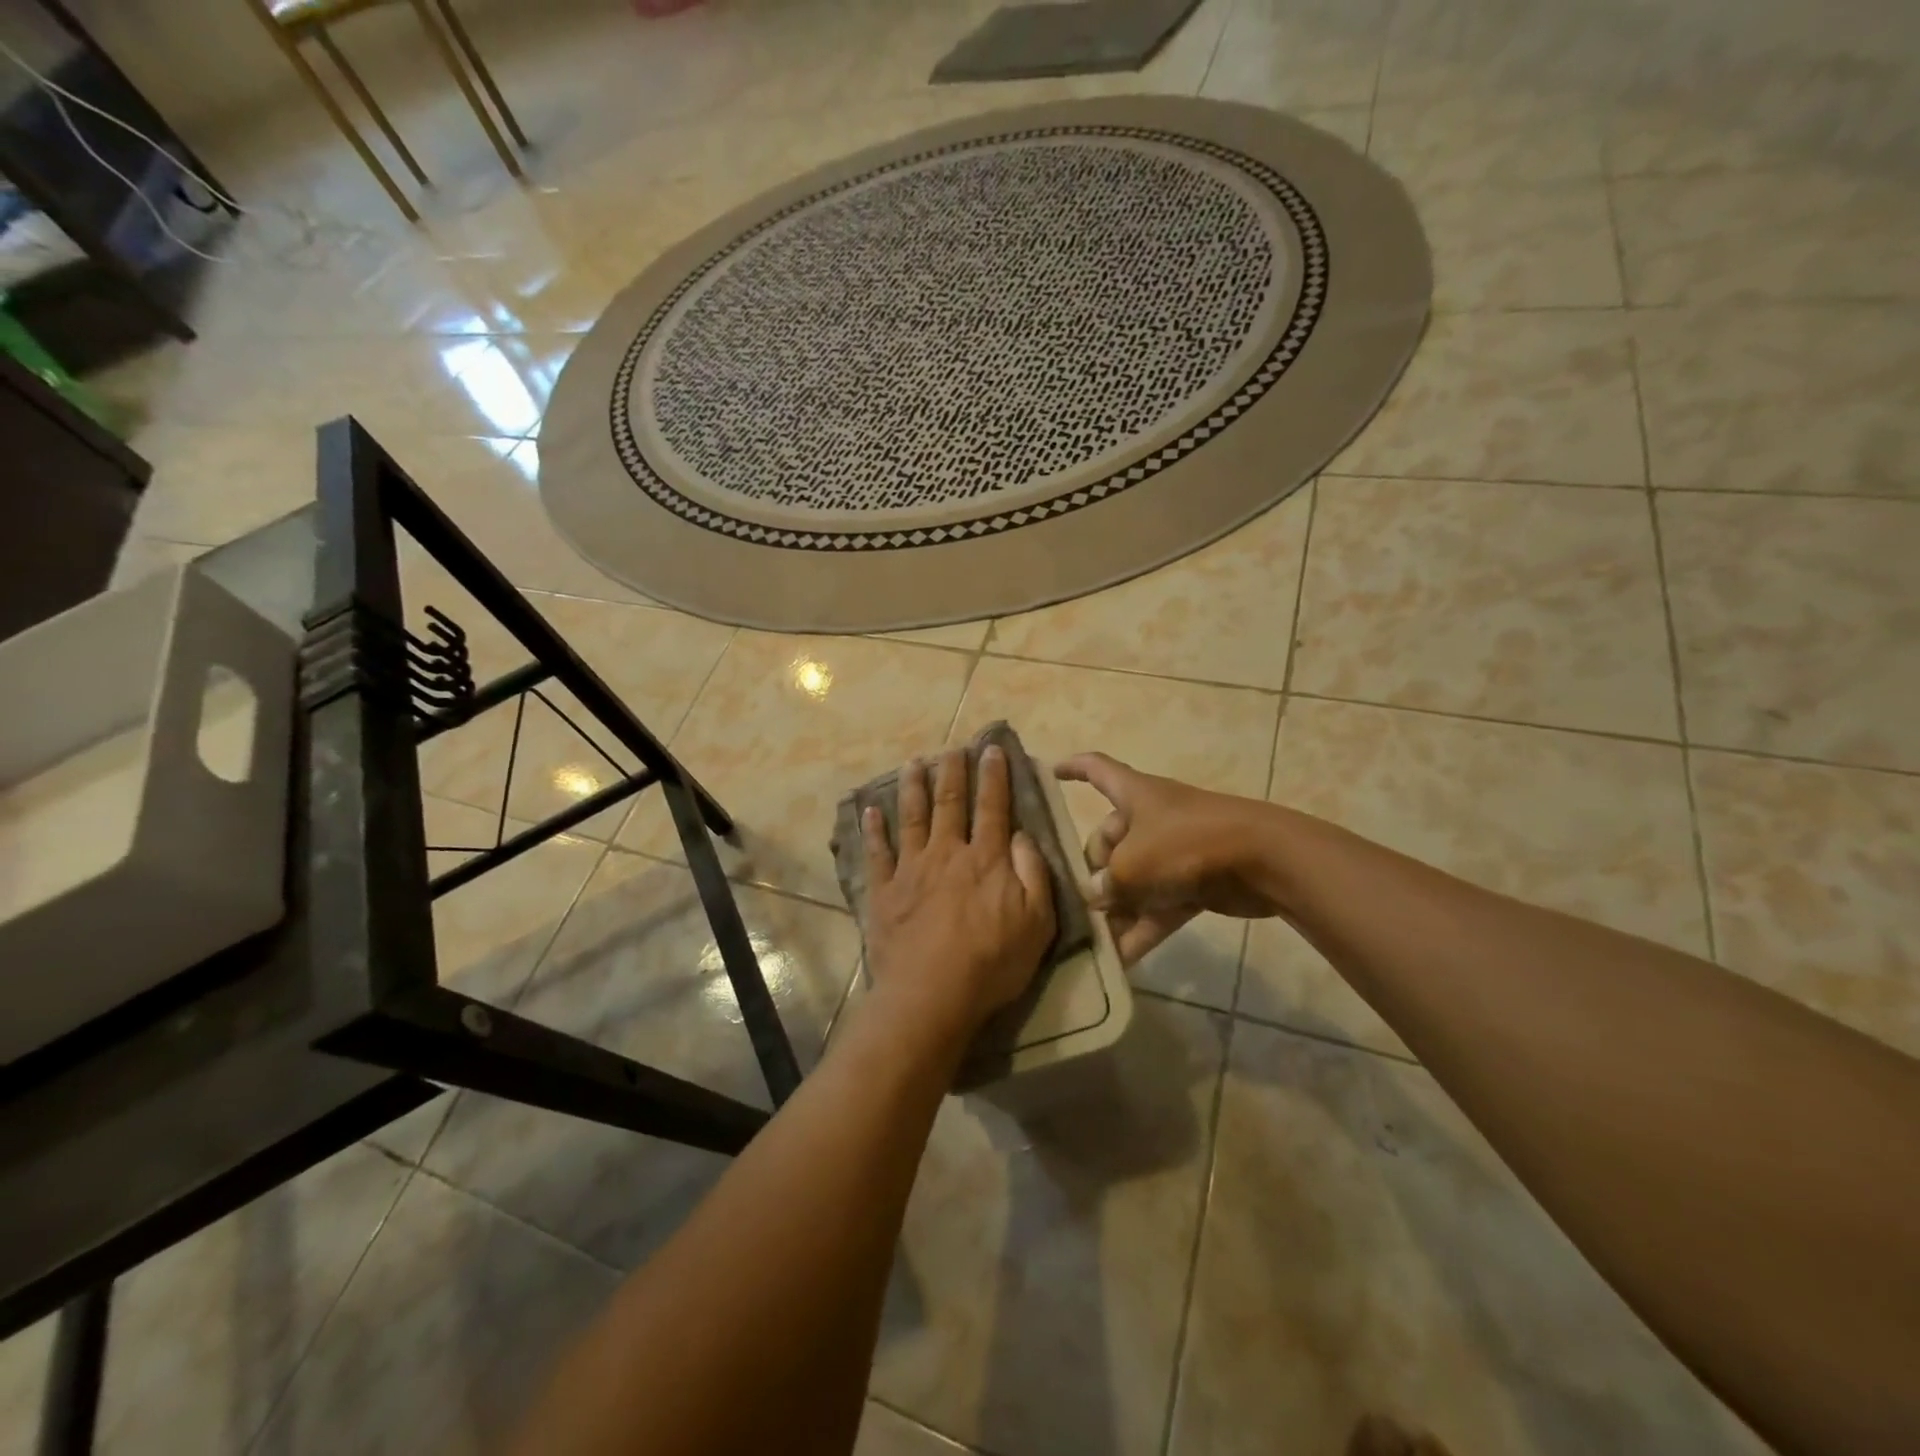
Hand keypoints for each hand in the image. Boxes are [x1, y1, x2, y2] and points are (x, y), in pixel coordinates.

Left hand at [862, 747, 1056, 1036]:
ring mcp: (911, 869)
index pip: (992, 807)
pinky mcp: (884, 891)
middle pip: (950, 803)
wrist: (932, 994)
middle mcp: (947, 853)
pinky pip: (877, 853)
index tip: (992, 750)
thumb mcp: (1037, 922)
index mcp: (986, 859)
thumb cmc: (992, 962)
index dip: (994, 776)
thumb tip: (1023, 834)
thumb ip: (1033, 873)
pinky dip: (873, 830)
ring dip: (914, 787)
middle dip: (952, 771)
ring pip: (912, 817)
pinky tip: (870, 811)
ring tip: (913, 763)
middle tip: (952, 747)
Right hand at [1055, 752, 1278, 964]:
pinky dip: (1141, 929)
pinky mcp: (1194, 883)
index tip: (1050, 772)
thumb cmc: (1186, 845)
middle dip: (1093, 870)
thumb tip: (1096, 896)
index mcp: (1134, 795)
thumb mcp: (1132, 865)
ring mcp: (1174, 851)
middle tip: (1082, 902)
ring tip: (1092, 939)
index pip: (1096, 769)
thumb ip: (1105, 883)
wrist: (1263, 861)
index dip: (1072, 768)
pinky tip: (1120, 961)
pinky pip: (1157, 905)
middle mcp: (1151, 819)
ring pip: (1133, 878)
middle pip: (1109, 839)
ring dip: (1116, 908)